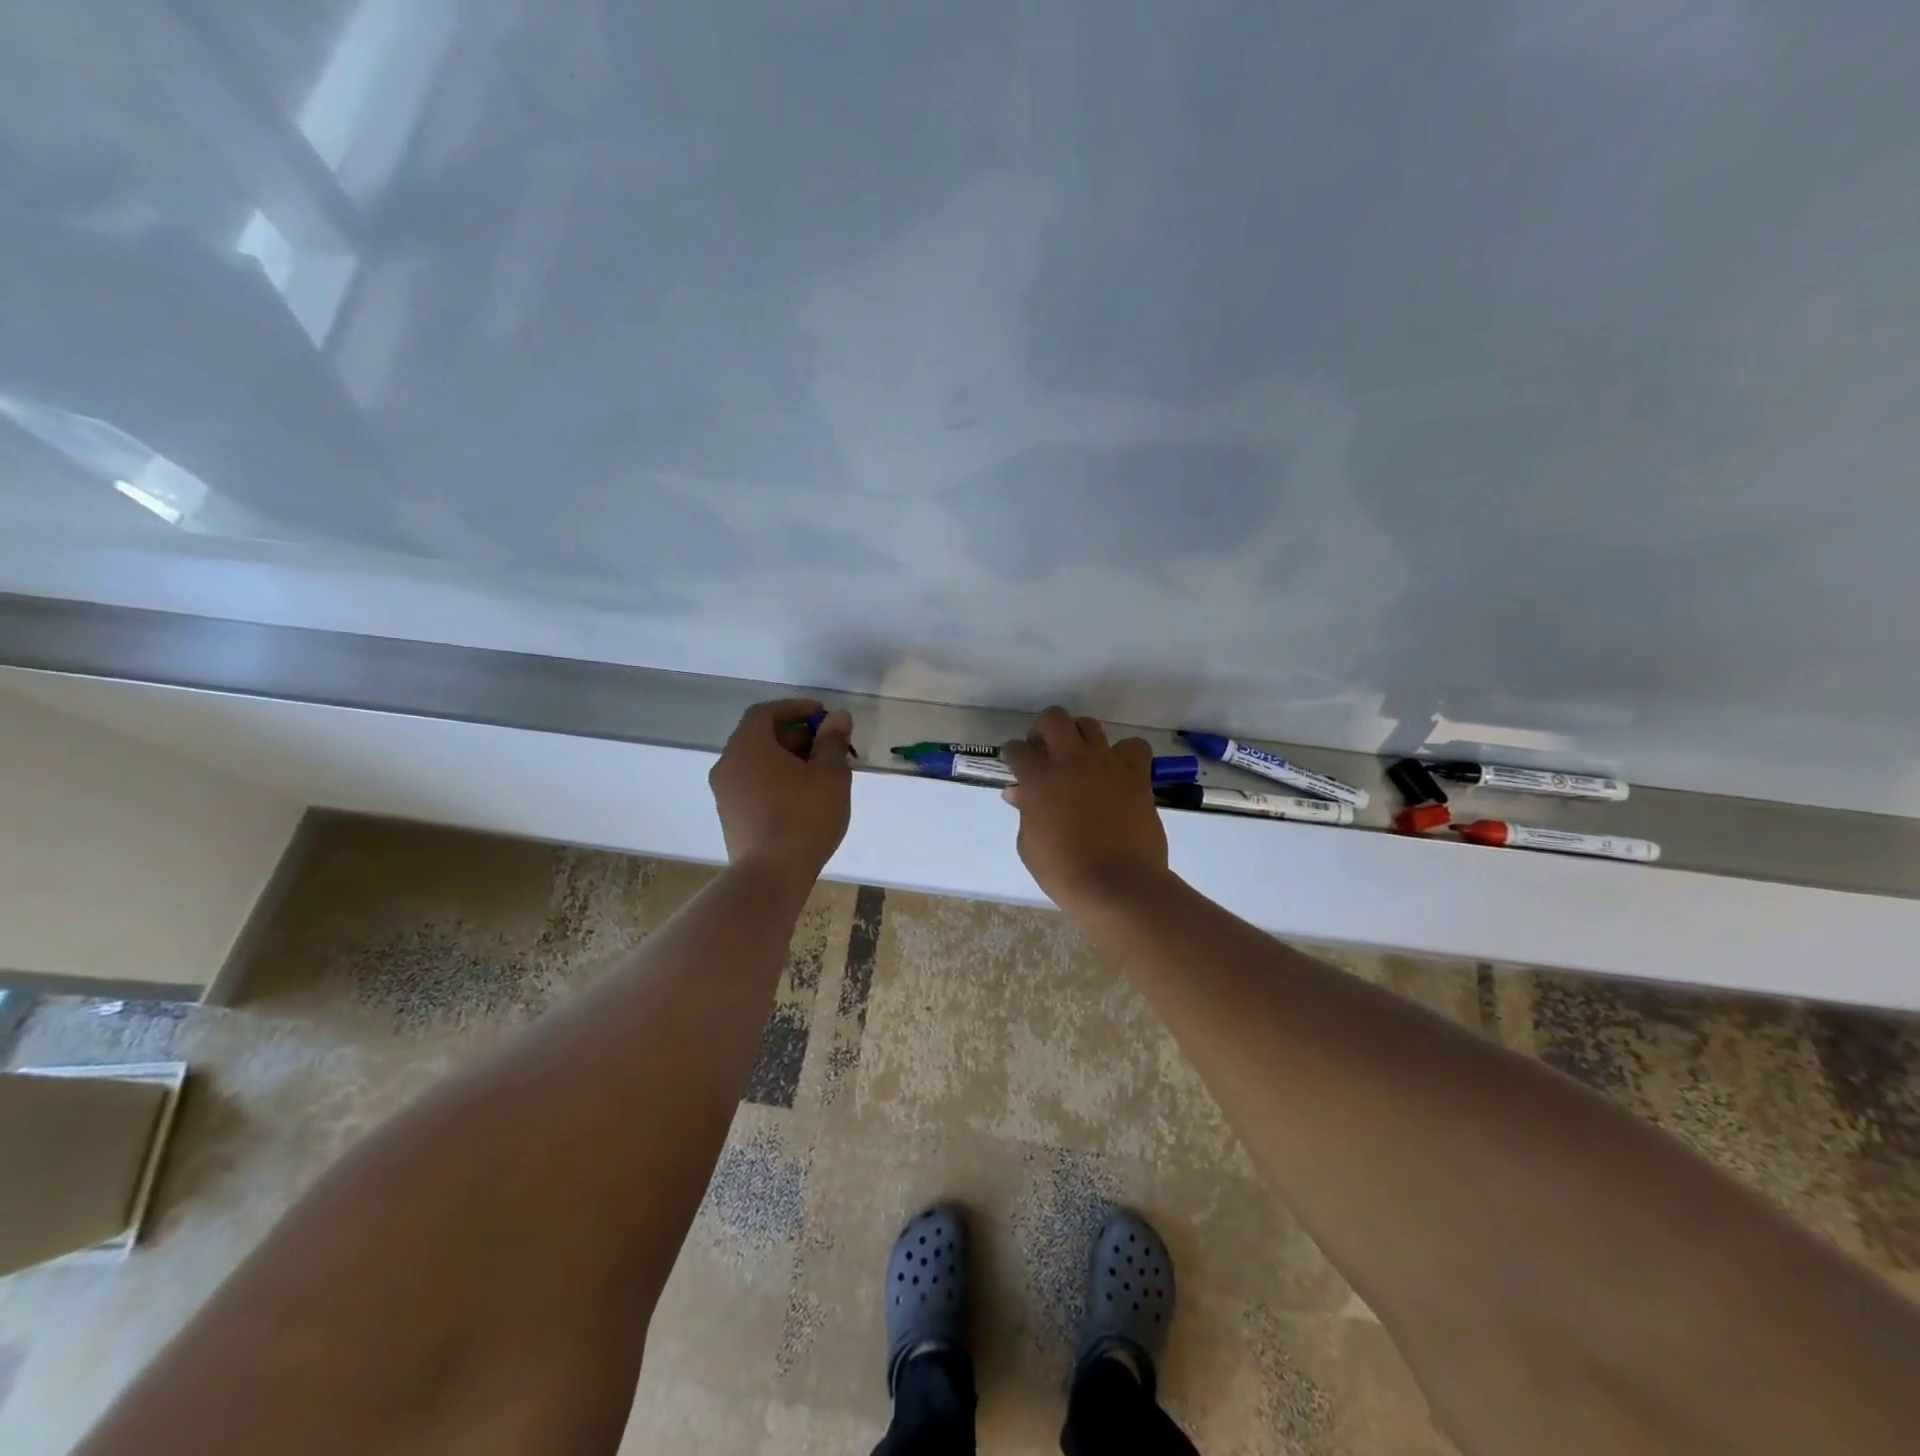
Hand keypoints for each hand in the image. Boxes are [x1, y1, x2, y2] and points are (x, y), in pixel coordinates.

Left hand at [709, 699, 853, 879]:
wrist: (772, 874)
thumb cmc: (804, 815)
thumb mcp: (830, 774)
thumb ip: (832, 741)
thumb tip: (837, 717)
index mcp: (748, 745)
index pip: (765, 712)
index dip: (795, 708)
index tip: (822, 715)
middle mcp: (728, 764)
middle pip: (760, 738)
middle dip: (795, 737)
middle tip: (827, 748)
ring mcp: (724, 794)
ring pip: (756, 765)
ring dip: (786, 761)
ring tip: (819, 775)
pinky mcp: (729, 819)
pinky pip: (753, 787)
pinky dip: (775, 782)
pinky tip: (802, 800)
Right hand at [1002, 706, 1169, 913]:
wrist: (1117, 884)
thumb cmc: (1064, 871)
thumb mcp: (1029, 845)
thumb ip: (1025, 812)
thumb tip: (1019, 794)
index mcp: (1039, 779)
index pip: (1017, 749)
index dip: (1013, 755)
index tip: (1015, 765)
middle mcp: (1071, 761)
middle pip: (1053, 719)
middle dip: (1043, 731)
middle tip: (1045, 753)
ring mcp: (1106, 764)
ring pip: (1089, 725)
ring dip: (1079, 737)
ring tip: (1079, 759)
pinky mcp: (1136, 775)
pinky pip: (1133, 747)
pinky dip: (1124, 754)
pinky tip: (1117, 771)